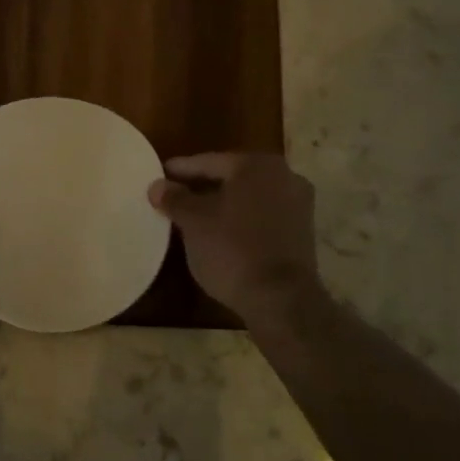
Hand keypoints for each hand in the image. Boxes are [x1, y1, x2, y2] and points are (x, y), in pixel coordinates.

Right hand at [148, 153, 322, 323]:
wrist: (280, 299)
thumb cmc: (232, 249)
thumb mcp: (194, 222)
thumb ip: (175, 199)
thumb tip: (157, 186)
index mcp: (257, 165)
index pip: (210, 162)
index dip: (182, 169)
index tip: (160, 175)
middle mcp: (284, 176)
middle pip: (232, 177)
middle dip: (202, 186)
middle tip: (175, 194)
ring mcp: (298, 205)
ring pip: (248, 197)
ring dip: (222, 204)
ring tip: (193, 215)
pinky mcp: (302, 232)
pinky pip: (262, 216)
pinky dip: (241, 219)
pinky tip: (220, 232)